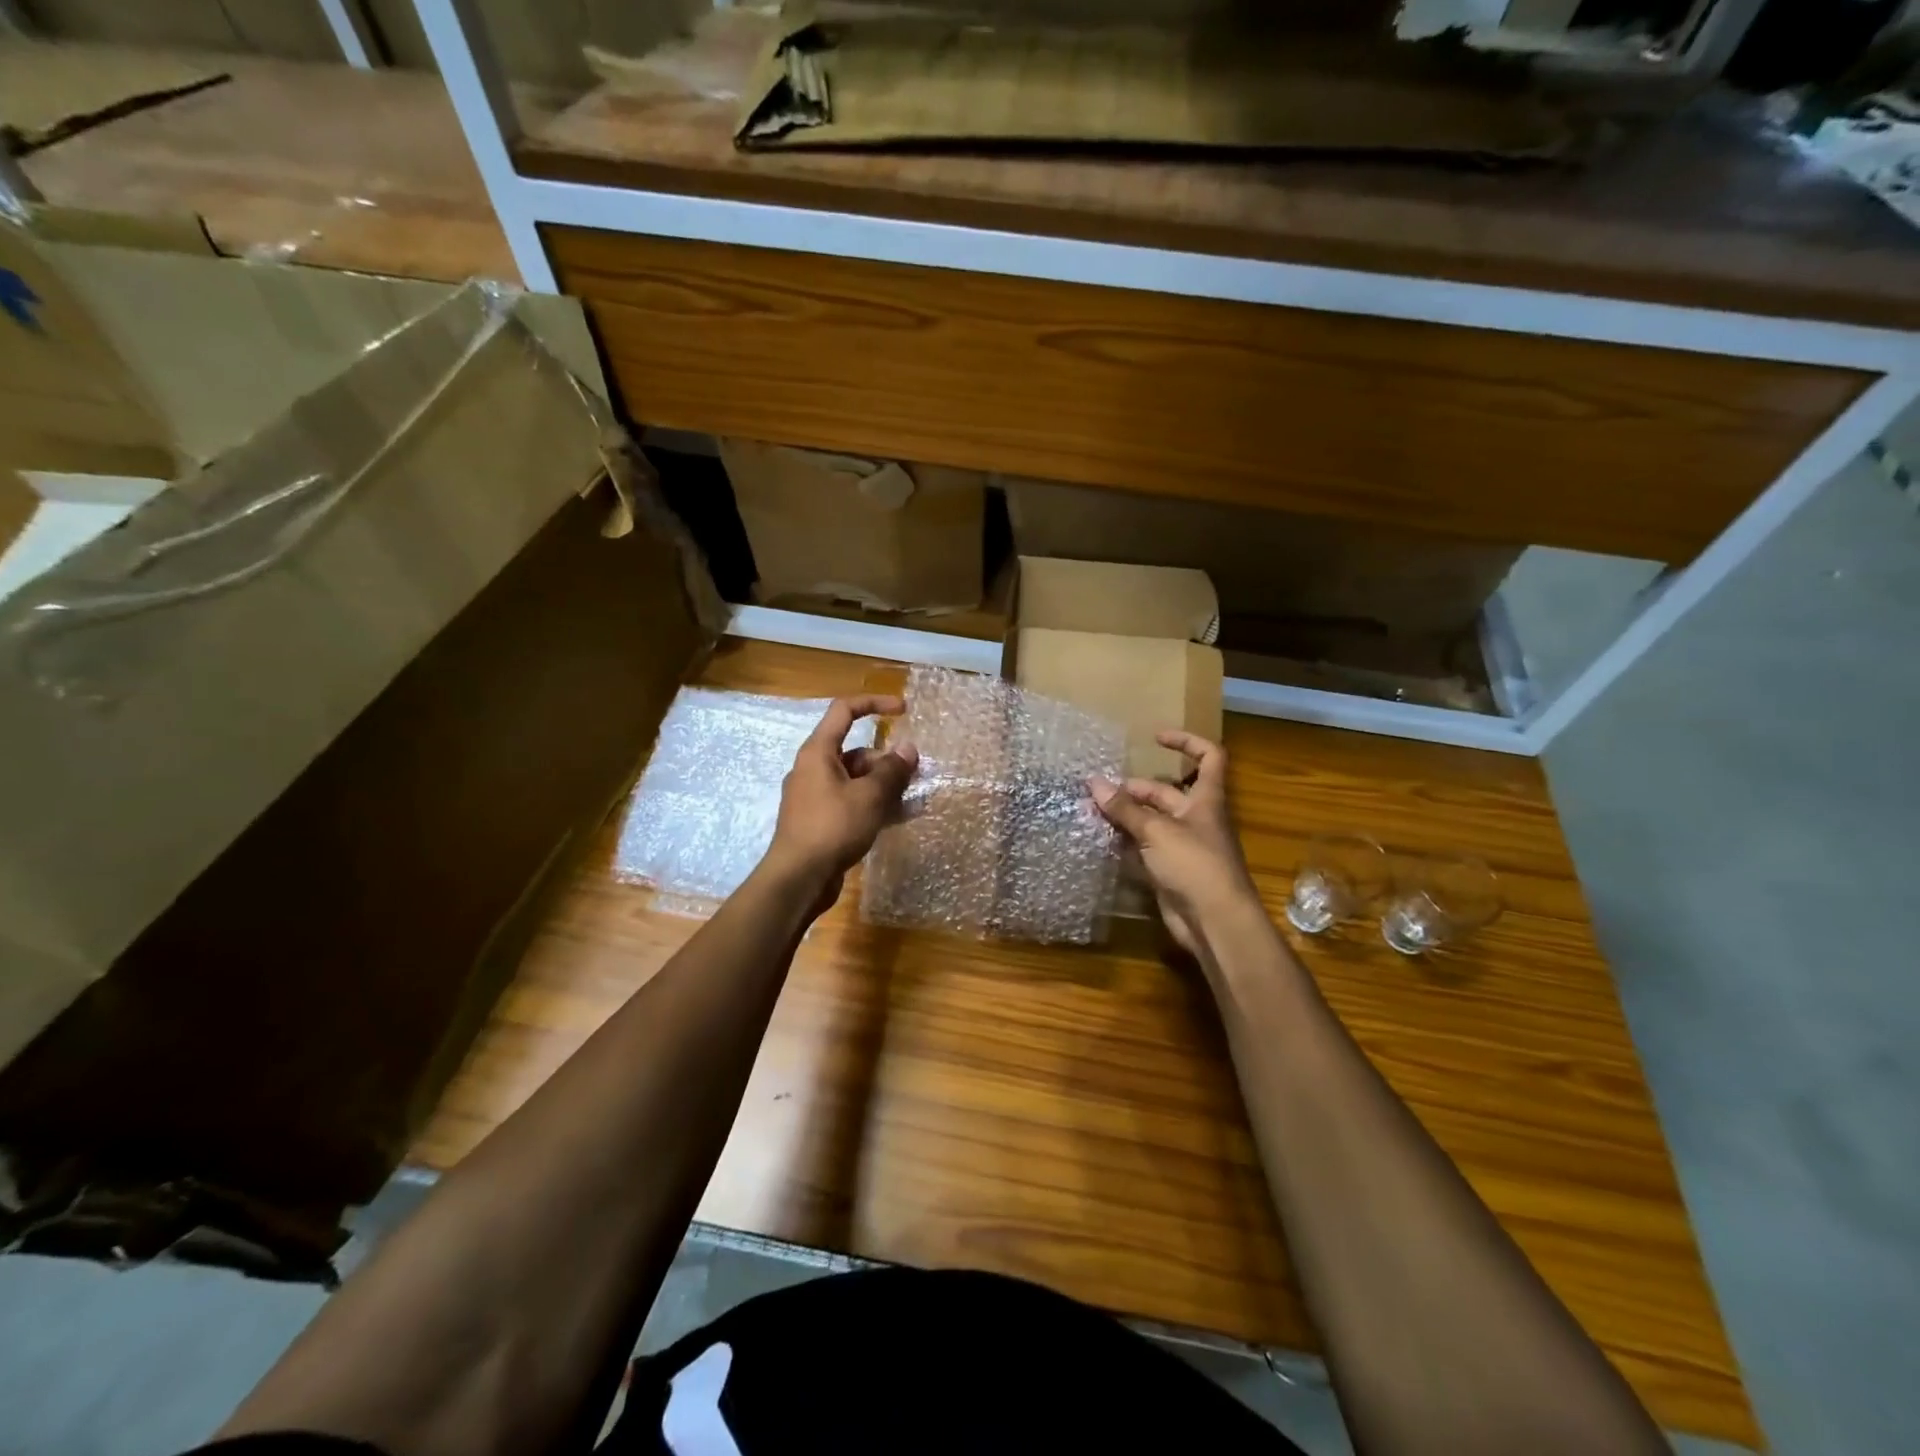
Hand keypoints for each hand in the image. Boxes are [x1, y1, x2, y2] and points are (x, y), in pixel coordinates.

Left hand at [765, 694, 918, 906]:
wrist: (798, 879)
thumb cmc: (832, 828)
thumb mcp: (869, 796)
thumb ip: (892, 771)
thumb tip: (908, 749)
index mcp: (818, 752)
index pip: (844, 711)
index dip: (874, 704)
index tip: (903, 710)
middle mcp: (813, 769)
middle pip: (856, 751)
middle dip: (887, 760)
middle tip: (915, 774)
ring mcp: (815, 796)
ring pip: (856, 780)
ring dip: (884, 785)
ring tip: (912, 799)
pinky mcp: (820, 821)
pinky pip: (851, 802)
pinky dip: (873, 805)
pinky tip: (897, 818)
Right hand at [1090, 730, 1260, 959]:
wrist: (1215, 922)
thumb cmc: (1195, 866)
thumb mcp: (1157, 831)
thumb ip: (1125, 809)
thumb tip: (1094, 783)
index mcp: (1206, 800)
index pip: (1208, 757)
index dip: (1186, 742)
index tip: (1155, 738)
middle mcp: (1196, 819)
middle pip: (1165, 793)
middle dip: (1134, 789)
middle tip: (1098, 791)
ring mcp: (1183, 847)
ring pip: (1151, 822)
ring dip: (1125, 816)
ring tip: (1092, 812)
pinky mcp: (1170, 871)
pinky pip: (1145, 849)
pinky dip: (1125, 843)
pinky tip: (1100, 840)